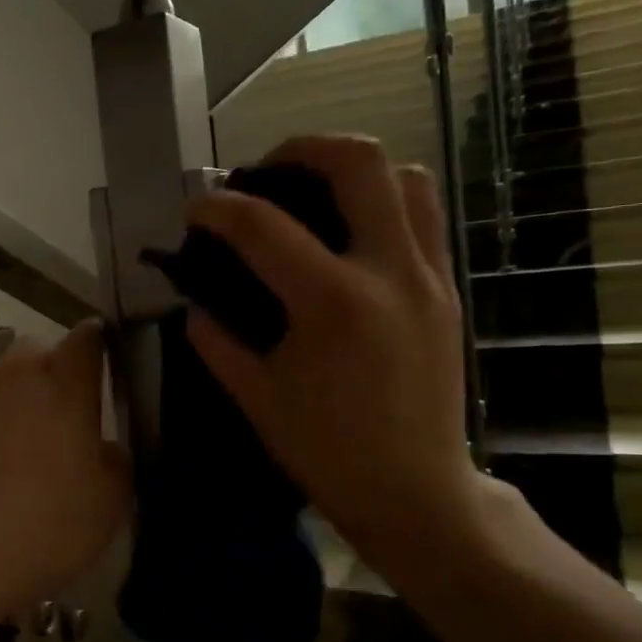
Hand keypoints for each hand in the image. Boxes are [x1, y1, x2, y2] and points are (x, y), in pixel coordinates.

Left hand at [0, 322, 129, 640]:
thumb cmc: (35, 535)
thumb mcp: (106, 510)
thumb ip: (113, 462)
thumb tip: (100, 447)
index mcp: (60, 389)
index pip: (87, 340)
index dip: (93, 349)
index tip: (94, 370)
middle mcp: (5, 377)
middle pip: (30, 357)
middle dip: (42, 383)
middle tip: (44, 436)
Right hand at [183, 136, 490, 578]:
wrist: (416, 492)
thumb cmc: (328, 452)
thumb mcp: (256, 397)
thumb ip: (216, 340)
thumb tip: (194, 301)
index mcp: (332, 303)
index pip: (263, 225)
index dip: (217, 209)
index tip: (194, 211)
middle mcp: (388, 272)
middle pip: (357, 162)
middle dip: (299, 148)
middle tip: (263, 173)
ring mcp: (427, 276)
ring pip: (406, 177)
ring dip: (354, 169)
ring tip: (314, 193)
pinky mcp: (446, 289)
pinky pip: (423, 216)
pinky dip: (383, 201)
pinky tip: (348, 233)